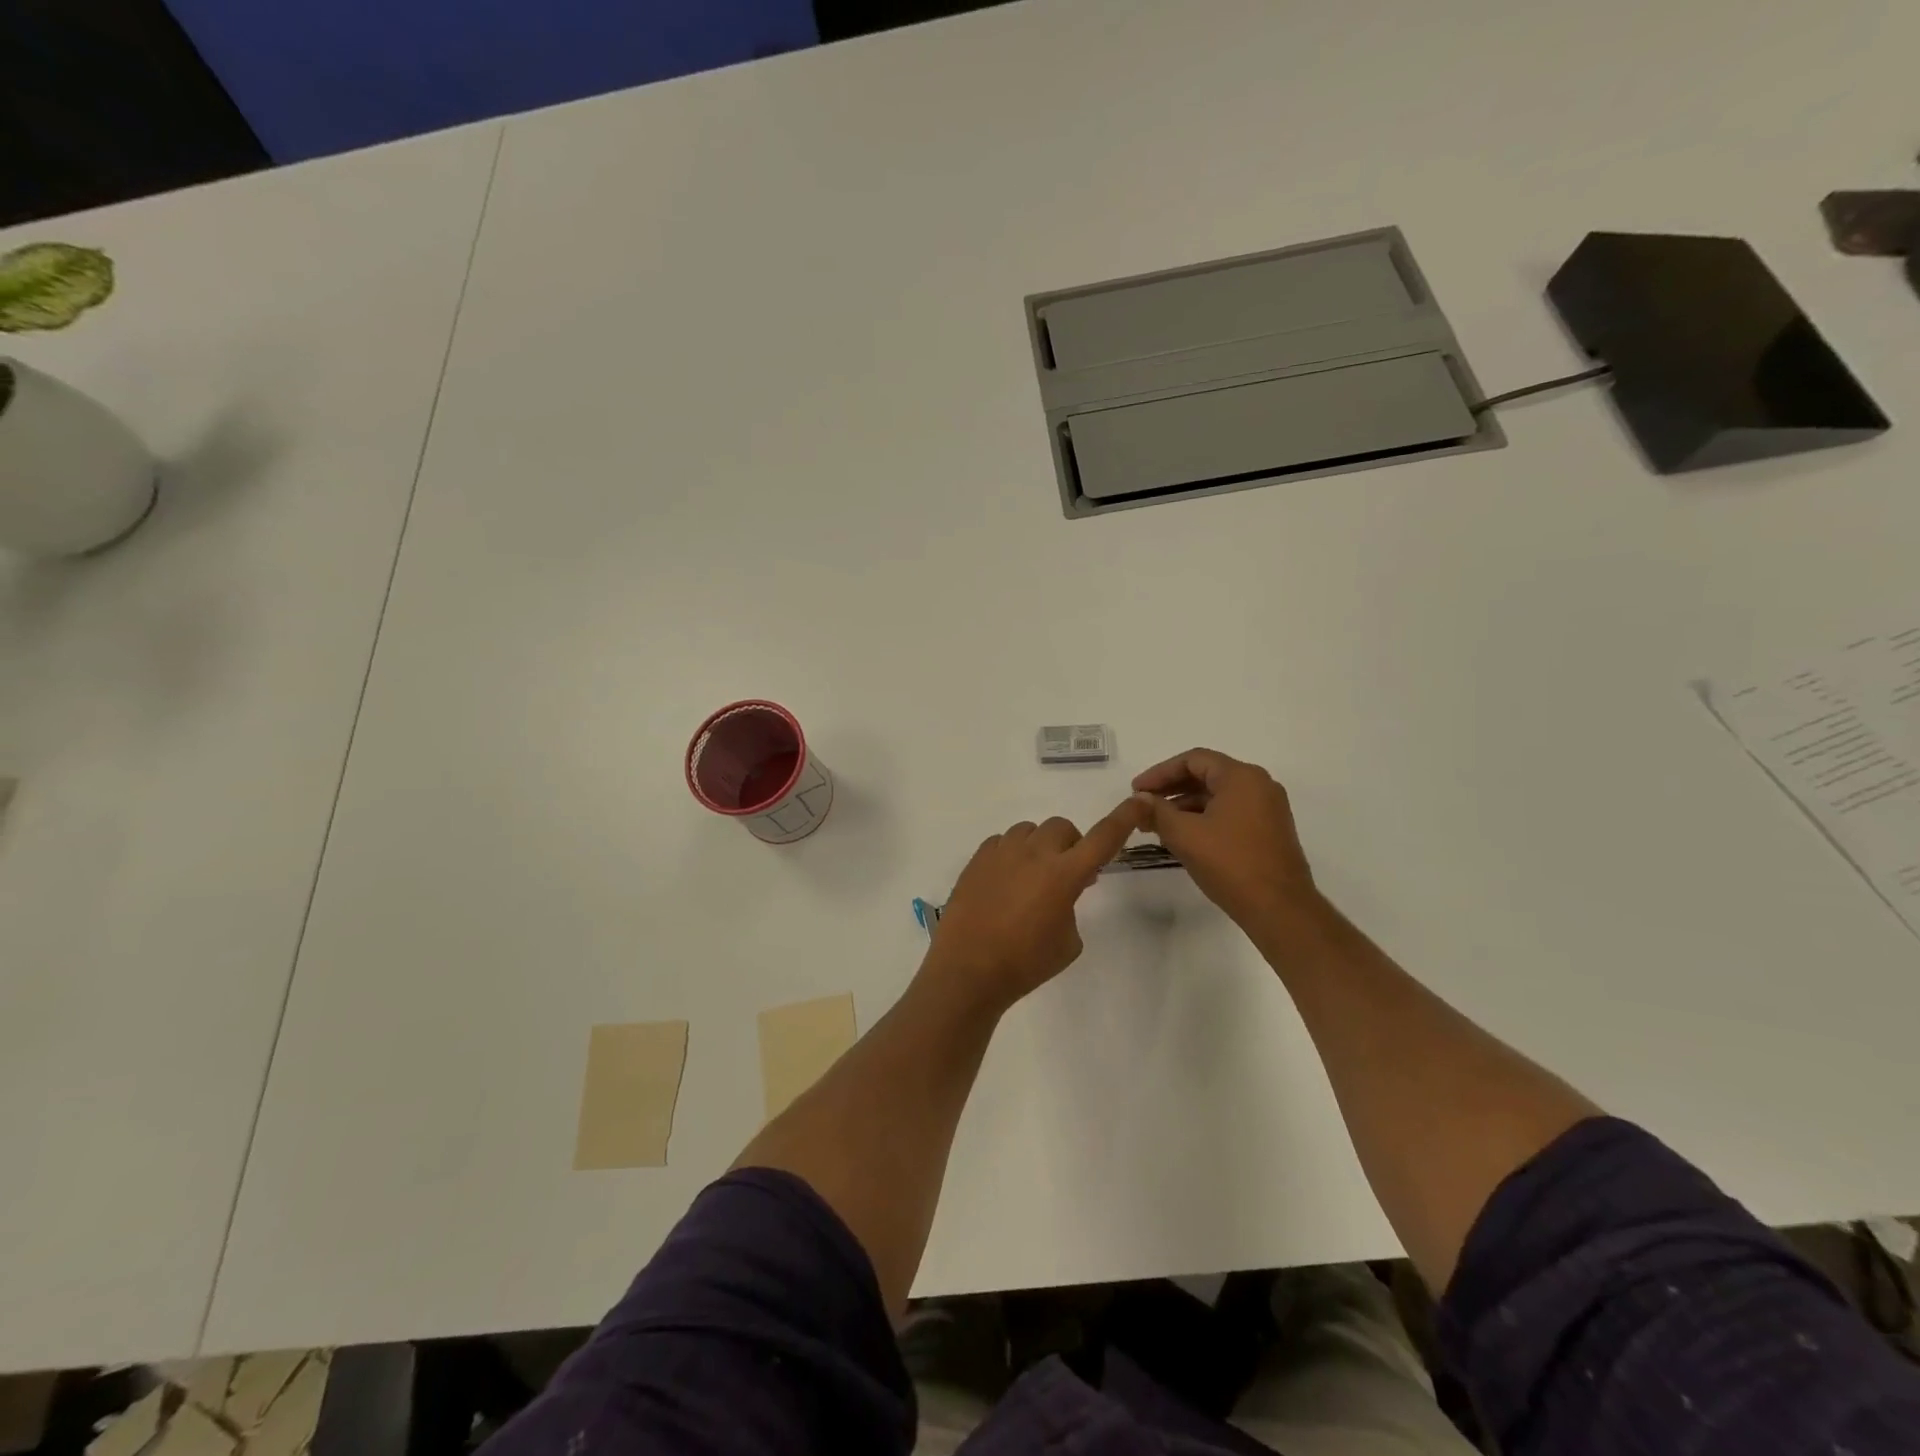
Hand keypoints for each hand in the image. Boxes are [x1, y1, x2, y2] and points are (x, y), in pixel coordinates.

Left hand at [927, 799, 1146, 1012]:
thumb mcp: (1067, 941)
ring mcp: (1002, 852)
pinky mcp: (977, 859)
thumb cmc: (1026, 963)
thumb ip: (1071, 905)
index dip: (1124, 818)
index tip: (1139, 802)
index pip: (1104, 837)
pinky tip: (1004, 881)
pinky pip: (1002, 841)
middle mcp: (1034, 854)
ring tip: (1030, 878)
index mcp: (1064, 874)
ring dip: (1039, 847)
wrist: (968, 969)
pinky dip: (1011, 854)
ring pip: (1029, 830)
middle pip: (1062, 828)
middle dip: (1070, 846)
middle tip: (1066, 874)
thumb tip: (1060, 890)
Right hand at [1131, 748, 1321, 931]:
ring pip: (1218, 796)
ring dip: (1186, 806)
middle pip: (1206, 775)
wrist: (1279, 909)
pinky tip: (1184, 837)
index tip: (1136, 790)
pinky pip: (1230, 813)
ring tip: (1158, 825)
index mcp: (1241, 777)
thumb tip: (1139, 799)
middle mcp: (1259, 785)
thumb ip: (1157, 811)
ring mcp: (1268, 809)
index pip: (1193, 760)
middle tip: (1144, 806)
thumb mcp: (1184, 834)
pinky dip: (1204, 818)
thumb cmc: (1230, 863)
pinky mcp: (1269, 831)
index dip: (1160, 772)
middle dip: (1171, 789)